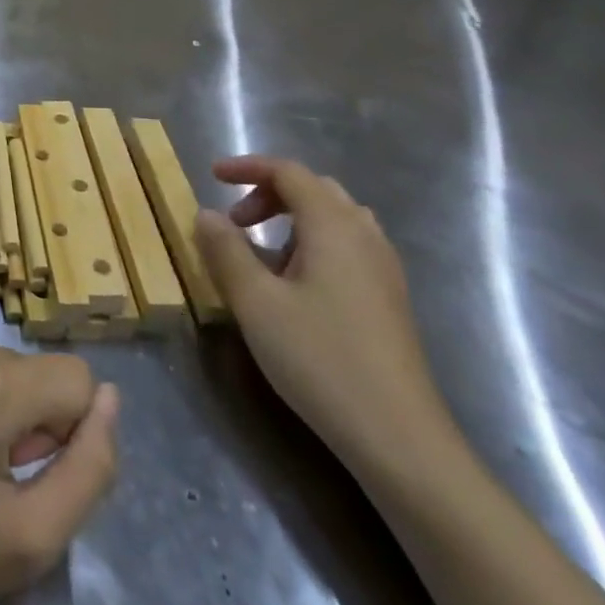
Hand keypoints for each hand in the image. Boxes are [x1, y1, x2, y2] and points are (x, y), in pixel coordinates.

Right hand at [195, 156, 459, 485]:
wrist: (398, 437)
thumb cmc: (320, 359)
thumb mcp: (255, 303)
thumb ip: (225, 250)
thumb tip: (206, 214)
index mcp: (333, 226)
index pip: (289, 172)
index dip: (248, 167)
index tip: (212, 176)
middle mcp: (364, 235)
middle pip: (314, 189)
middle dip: (269, 193)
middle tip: (234, 221)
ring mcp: (384, 268)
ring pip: (334, 218)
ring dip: (292, 218)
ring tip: (261, 251)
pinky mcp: (389, 298)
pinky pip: (347, 246)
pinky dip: (312, 243)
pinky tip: (294, 283)